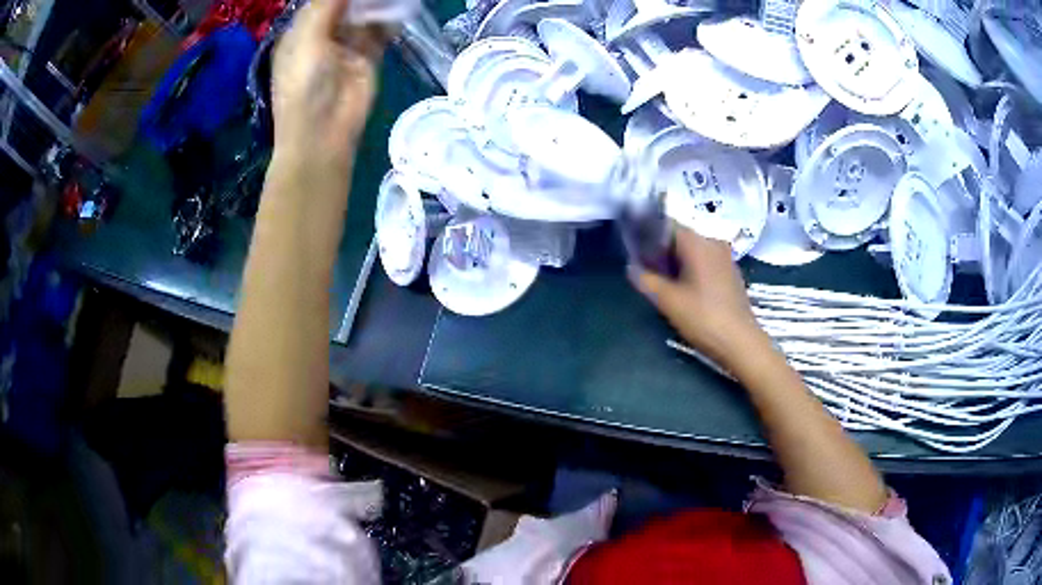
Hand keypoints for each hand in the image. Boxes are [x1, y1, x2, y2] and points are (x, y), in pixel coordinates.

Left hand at [271, 0, 384, 167]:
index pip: (321, 1)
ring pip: (365, 14)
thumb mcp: (307, 39)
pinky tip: (401, 8)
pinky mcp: (367, 57)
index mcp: (301, 32)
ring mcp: (346, 45)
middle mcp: (323, 35)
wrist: (322, 133)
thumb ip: (325, 7)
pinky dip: (390, 19)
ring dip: (378, 3)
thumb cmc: (304, 86)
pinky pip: (380, 31)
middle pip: (345, 5)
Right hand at [632, 227, 766, 373]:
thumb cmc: (704, 318)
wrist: (741, 343)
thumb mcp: (668, 301)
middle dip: (661, 251)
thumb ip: (646, 280)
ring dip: (676, 262)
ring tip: (662, 282)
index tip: (634, 251)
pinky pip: (706, 263)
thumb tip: (631, 267)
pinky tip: (684, 290)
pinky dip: (692, 270)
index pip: (666, 225)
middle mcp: (713, 243)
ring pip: (693, 252)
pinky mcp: (731, 274)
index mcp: (698, 243)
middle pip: (680, 238)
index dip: (647, 235)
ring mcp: (725, 258)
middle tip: (645, 269)